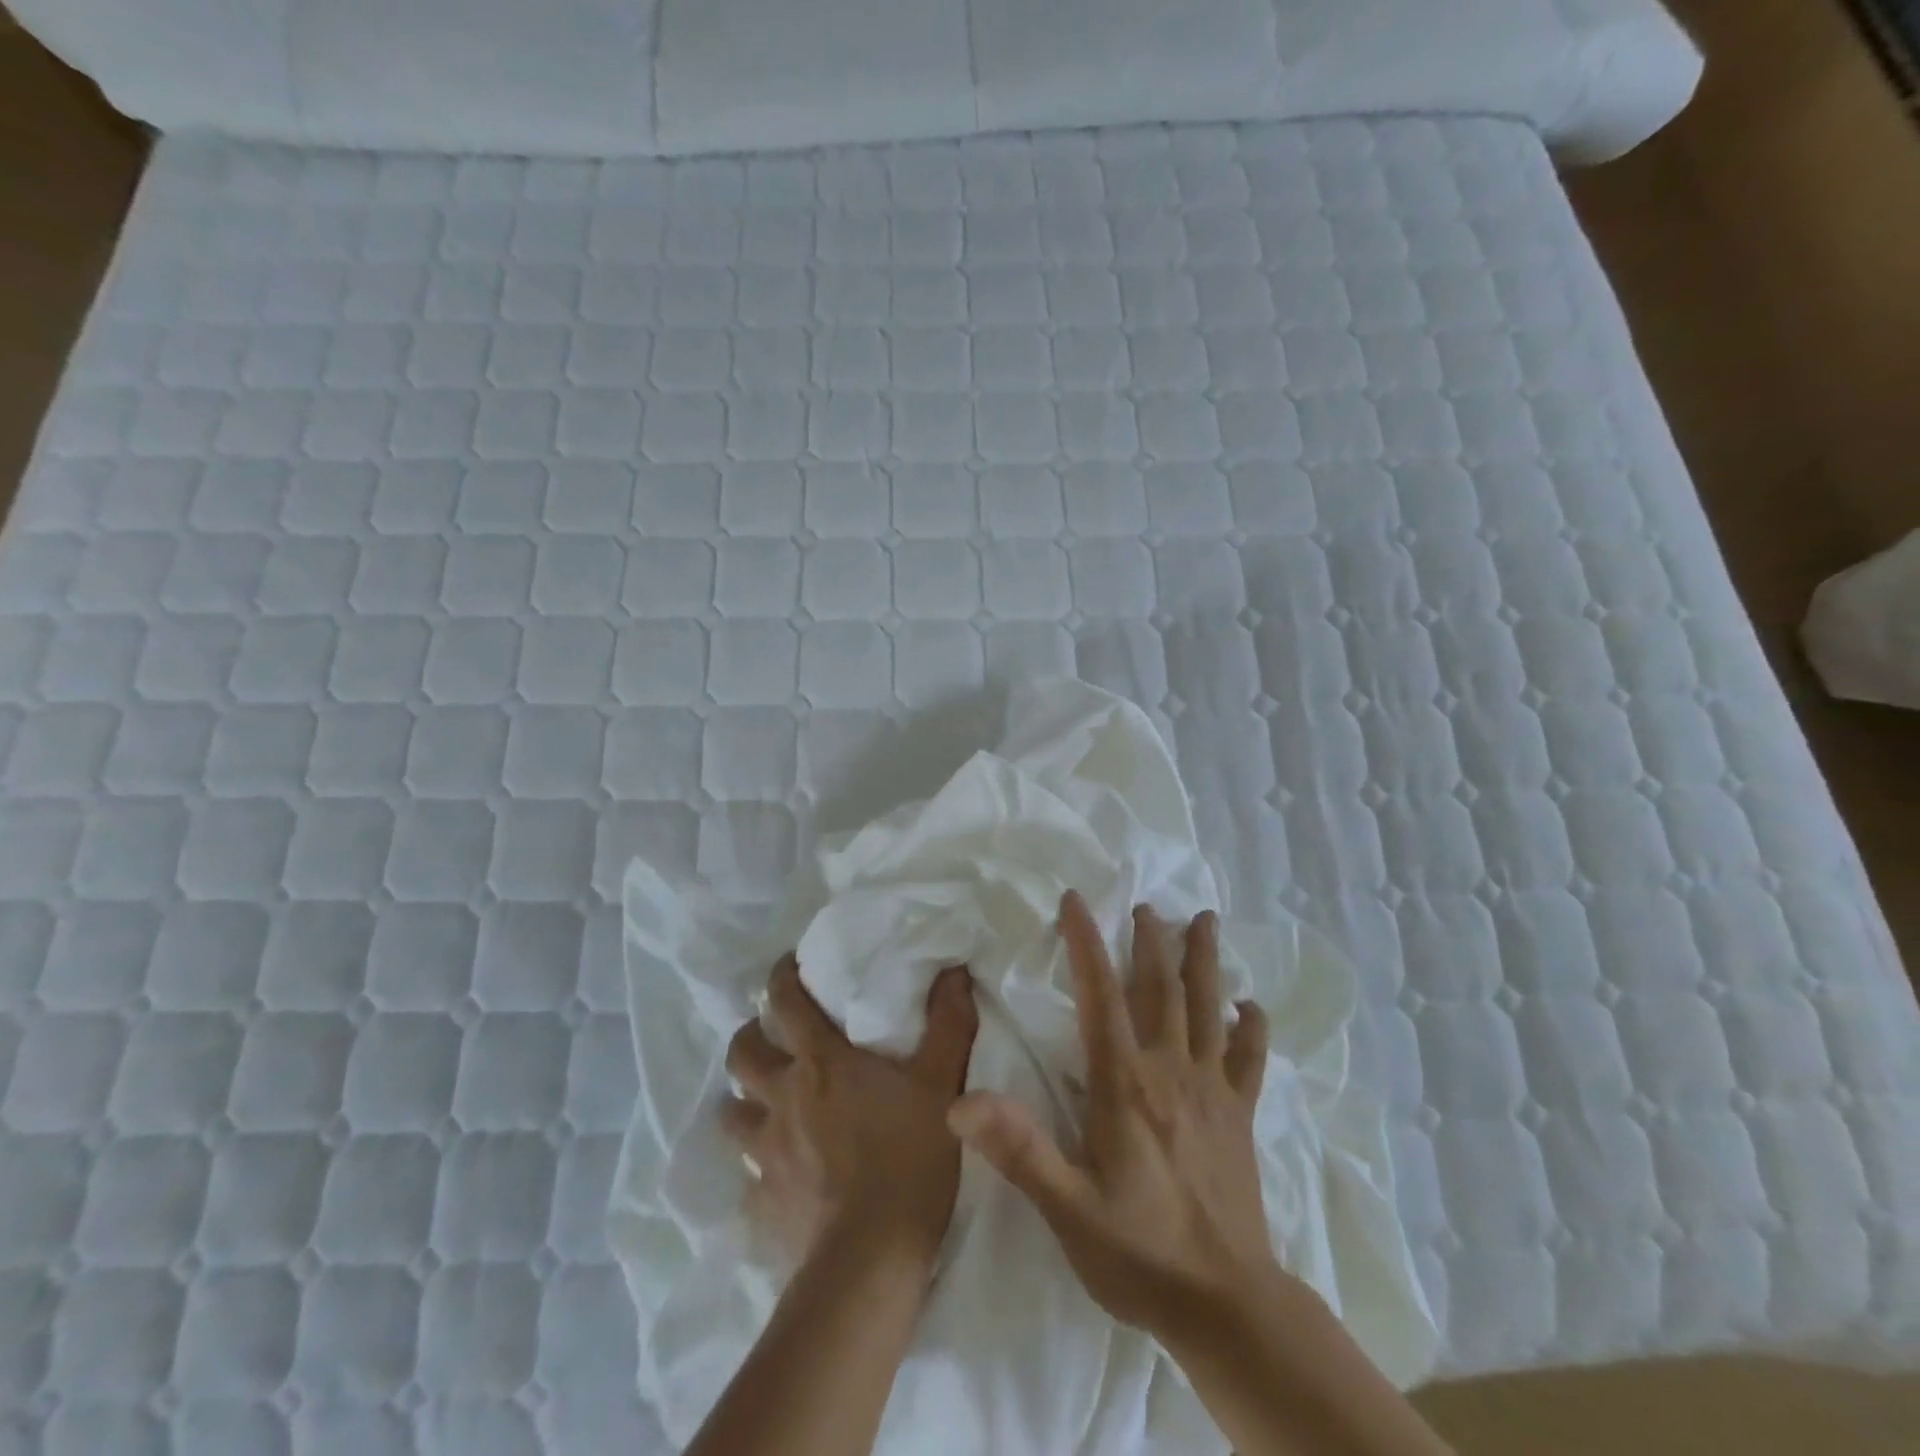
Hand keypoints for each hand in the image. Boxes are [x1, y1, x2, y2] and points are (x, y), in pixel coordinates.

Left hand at [721, 956, 978, 1273]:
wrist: (872, 1259)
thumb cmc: (909, 1156)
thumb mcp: (942, 1083)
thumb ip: (949, 1022)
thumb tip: (955, 970)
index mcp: (821, 1062)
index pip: (784, 1002)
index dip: (781, 976)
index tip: (786, 966)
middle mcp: (783, 1097)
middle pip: (742, 1053)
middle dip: (750, 1036)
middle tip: (769, 1036)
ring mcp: (766, 1151)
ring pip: (731, 1111)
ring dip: (743, 1099)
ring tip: (763, 1101)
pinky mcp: (762, 1200)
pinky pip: (747, 1174)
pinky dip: (756, 1164)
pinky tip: (775, 1172)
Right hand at [948, 891, 1274, 1333]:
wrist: (1228, 1307)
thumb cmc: (1138, 1253)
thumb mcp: (1067, 1208)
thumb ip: (1019, 1149)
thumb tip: (960, 1103)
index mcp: (1125, 1083)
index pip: (1100, 995)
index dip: (1086, 942)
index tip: (1076, 900)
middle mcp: (1170, 1071)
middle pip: (1160, 989)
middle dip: (1151, 941)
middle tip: (1147, 905)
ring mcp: (1212, 1091)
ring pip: (1209, 1008)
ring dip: (1204, 961)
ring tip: (1205, 920)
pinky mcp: (1240, 1117)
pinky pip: (1249, 1060)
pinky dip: (1251, 1028)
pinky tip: (1250, 1006)